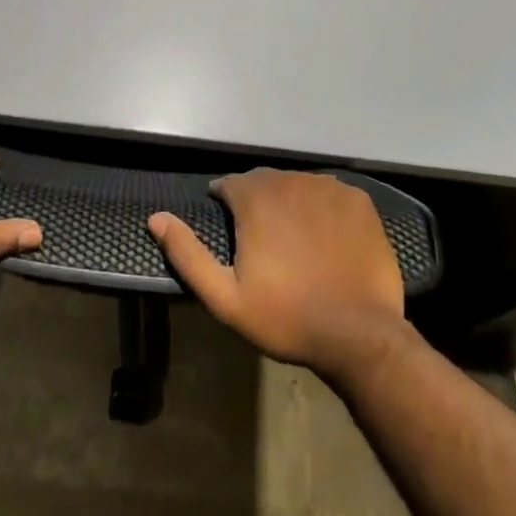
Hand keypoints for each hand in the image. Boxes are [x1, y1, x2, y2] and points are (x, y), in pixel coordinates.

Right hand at [149, 169, 409, 380]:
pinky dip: (324, 209)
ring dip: (291, 203)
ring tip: (296, 240)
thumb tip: (156, 218)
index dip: (226, 204)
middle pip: (265, 182)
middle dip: (258, 203)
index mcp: (256, 197)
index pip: (230, 185)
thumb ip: (188, 254)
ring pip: (299, 185)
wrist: (359, 335)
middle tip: (263, 241)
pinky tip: (328, 238)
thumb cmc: (287, 317)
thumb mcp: (225, 298)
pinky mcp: (359, 200)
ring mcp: (329, 187)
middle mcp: (291, 180)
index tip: (232, 230)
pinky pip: (332, 194)